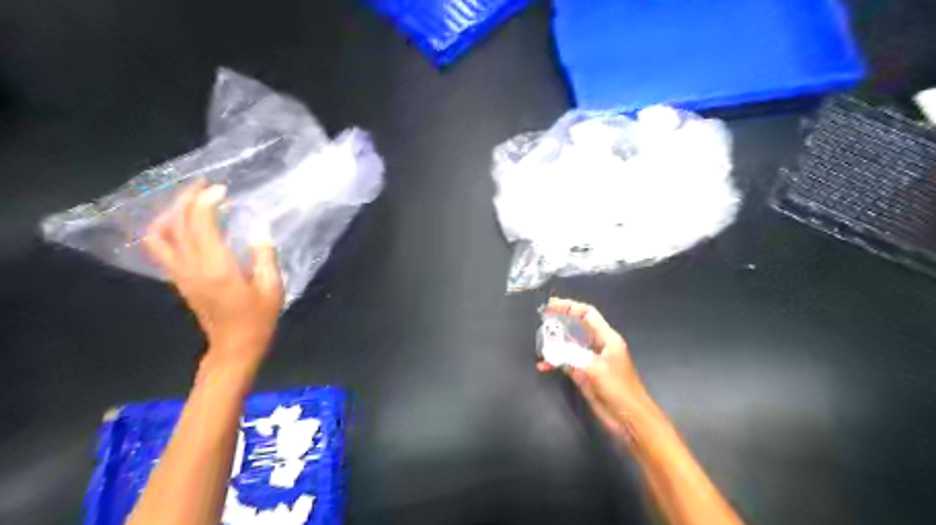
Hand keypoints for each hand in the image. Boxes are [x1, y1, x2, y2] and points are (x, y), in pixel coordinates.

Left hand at [144, 180, 282, 369]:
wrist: (234, 347)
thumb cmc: (258, 319)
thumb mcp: (272, 287)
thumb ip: (265, 255)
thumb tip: (260, 228)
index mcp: (216, 267)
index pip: (201, 223)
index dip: (208, 201)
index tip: (223, 189)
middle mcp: (191, 266)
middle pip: (176, 223)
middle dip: (187, 199)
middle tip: (205, 185)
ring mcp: (181, 274)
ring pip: (160, 235)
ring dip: (171, 213)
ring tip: (190, 201)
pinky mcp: (180, 279)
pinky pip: (161, 248)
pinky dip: (167, 228)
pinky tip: (184, 223)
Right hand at [543, 297, 651, 441]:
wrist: (629, 418)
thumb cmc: (619, 389)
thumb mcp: (596, 370)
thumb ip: (574, 357)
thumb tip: (553, 351)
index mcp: (607, 338)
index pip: (588, 314)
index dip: (570, 306)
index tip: (552, 306)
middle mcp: (598, 345)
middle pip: (578, 326)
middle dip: (561, 320)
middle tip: (542, 317)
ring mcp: (591, 360)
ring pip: (570, 344)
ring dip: (556, 342)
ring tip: (540, 340)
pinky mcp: (585, 374)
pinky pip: (567, 362)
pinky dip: (556, 362)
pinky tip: (543, 366)